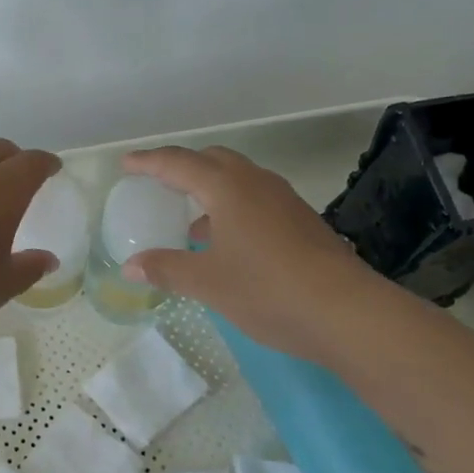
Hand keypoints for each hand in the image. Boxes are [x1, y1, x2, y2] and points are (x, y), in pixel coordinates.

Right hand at [120, 145, 376, 360]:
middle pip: (212, 160)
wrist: (347, 312)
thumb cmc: (267, 290)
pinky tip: (227, 243)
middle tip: (158, 183)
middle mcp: (256, 183)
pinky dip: (231, 207)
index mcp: (227, 188)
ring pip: (238, 179)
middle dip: (182, 167)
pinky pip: (255, 199)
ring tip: (189, 219)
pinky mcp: (301, 220)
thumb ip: (166, 268)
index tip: (126, 164)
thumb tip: (131, 266)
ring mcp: (284, 200)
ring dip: (209, 189)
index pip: (178, 163)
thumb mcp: (207, 283)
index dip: (149, 162)